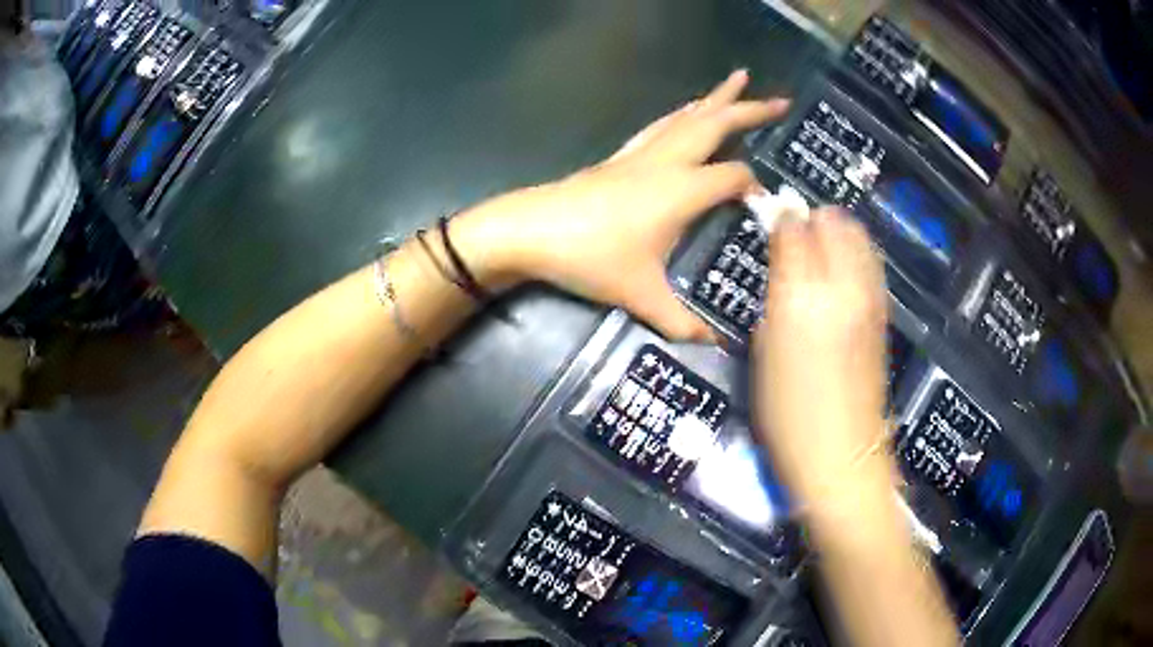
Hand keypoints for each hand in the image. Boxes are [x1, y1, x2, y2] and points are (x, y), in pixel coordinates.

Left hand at [453, 70, 789, 340]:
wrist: (531, 231)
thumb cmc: (590, 258)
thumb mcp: (641, 295)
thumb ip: (681, 322)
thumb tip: (714, 344)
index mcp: (682, 189)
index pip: (734, 177)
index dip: (756, 188)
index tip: (767, 206)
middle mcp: (667, 162)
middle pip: (717, 125)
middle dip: (751, 109)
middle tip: (782, 98)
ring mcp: (641, 154)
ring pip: (687, 117)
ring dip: (716, 98)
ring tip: (738, 80)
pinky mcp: (620, 157)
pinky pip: (660, 126)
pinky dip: (681, 114)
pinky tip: (685, 110)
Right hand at [752, 210, 889, 502]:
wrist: (842, 455)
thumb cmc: (789, 413)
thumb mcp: (765, 351)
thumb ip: (774, 292)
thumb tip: (779, 256)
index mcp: (803, 297)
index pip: (792, 228)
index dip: (777, 219)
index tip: (767, 222)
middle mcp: (844, 286)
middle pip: (833, 221)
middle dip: (811, 219)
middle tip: (792, 236)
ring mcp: (870, 297)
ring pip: (858, 235)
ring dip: (835, 231)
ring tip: (817, 250)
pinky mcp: (883, 312)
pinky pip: (869, 262)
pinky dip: (854, 252)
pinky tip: (839, 273)